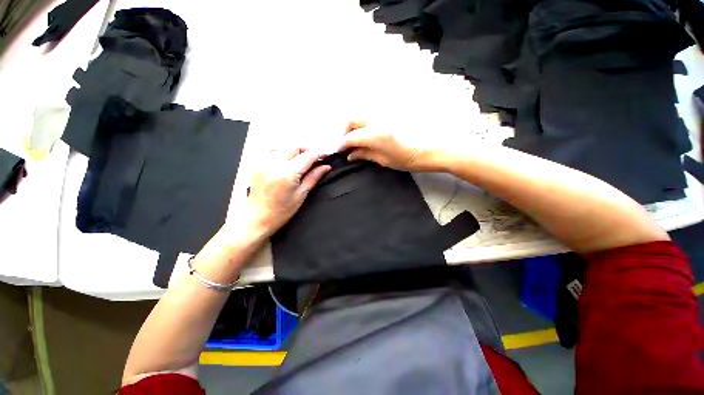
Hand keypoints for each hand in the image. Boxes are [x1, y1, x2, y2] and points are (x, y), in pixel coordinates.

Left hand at [246, 148, 329, 235]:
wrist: (256, 219)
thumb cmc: (281, 212)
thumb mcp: (301, 194)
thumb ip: (314, 177)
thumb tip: (326, 167)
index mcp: (286, 173)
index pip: (307, 156)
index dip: (319, 153)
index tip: (326, 155)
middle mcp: (273, 163)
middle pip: (294, 146)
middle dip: (307, 149)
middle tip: (316, 158)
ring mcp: (263, 162)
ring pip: (284, 147)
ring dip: (296, 151)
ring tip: (304, 161)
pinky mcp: (258, 164)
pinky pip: (274, 152)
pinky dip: (285, 154)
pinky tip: (289, 163)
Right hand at [338, 120, 447, 172]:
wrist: (431, 150)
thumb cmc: (407, 160)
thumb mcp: (384, 160)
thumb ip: (365, 154)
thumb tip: (351, 155)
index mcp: (375, 134)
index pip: (352, 136)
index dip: (343, 144)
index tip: (339, 151)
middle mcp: (377, 120)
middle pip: (354, 119)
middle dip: (346, 131)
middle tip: (347, 144)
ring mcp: (384, 116)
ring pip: (362, 115)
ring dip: (355, 126)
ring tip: (356, 139)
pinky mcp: (390, 115)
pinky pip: (371, 116)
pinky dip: (364, 124)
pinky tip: (367, 134)